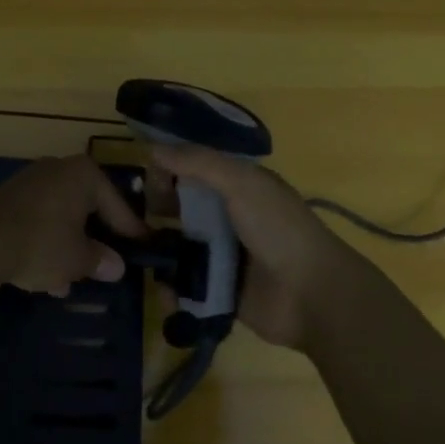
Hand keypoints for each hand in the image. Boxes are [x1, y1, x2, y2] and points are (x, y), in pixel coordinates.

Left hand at [0, 154, 145, 296]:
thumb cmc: (43, 243)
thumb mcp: (79, 259)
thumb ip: (100, 260)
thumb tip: (116, 266)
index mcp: (84, 175)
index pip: (117, 205)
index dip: (130, 230)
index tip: (142, 247)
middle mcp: (58, 169)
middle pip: (86, 208)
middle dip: (93, 241)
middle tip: (105, 265)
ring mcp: (30, 182)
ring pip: (60, 217)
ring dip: (66, 248)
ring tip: (69, 282)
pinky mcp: (8, 199)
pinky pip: (38, 221)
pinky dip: (45, 244)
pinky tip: (44, 277)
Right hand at [149, 144, 362, 347]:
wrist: (312, 295)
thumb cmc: (278, 228)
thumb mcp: (241, 183)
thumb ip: (198, 162)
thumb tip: (152, 148)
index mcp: (238, 185)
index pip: (192, 169)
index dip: (167, 170)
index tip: (143, 179)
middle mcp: (228, 217)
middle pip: (180, 208)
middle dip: (154, 213)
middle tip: (133, 223)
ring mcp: (223, 255)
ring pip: (178, 248)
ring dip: (158, 253)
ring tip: (140, 259)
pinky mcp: (218, 291)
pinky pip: (185, 286)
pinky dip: (172, 289)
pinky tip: (163, 292)